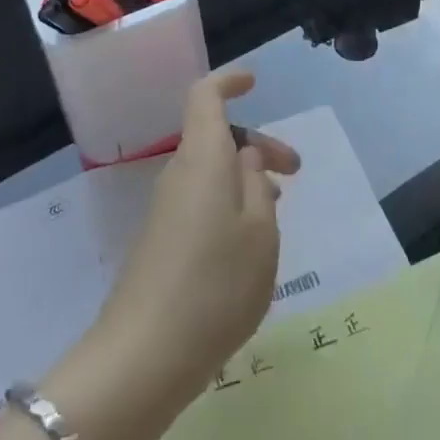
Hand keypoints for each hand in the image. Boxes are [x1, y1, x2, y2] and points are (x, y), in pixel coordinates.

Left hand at [77, 70, 300, 437]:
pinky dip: (228, 204)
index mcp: (202, 159)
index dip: (228, 82)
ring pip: (210, 172)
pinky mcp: (161, 241)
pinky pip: (200, 201)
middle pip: (215, 137)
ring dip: (245, 178)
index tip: (254, 82)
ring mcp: (165, 209)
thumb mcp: (259, 232)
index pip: (205, 97)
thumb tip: (247, 156)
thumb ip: (258, 184)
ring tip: (278, 206)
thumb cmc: (215, 285)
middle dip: (257, 145)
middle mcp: (178, 174)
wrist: (144, 357)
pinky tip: (248, 239)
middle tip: (295, 171)